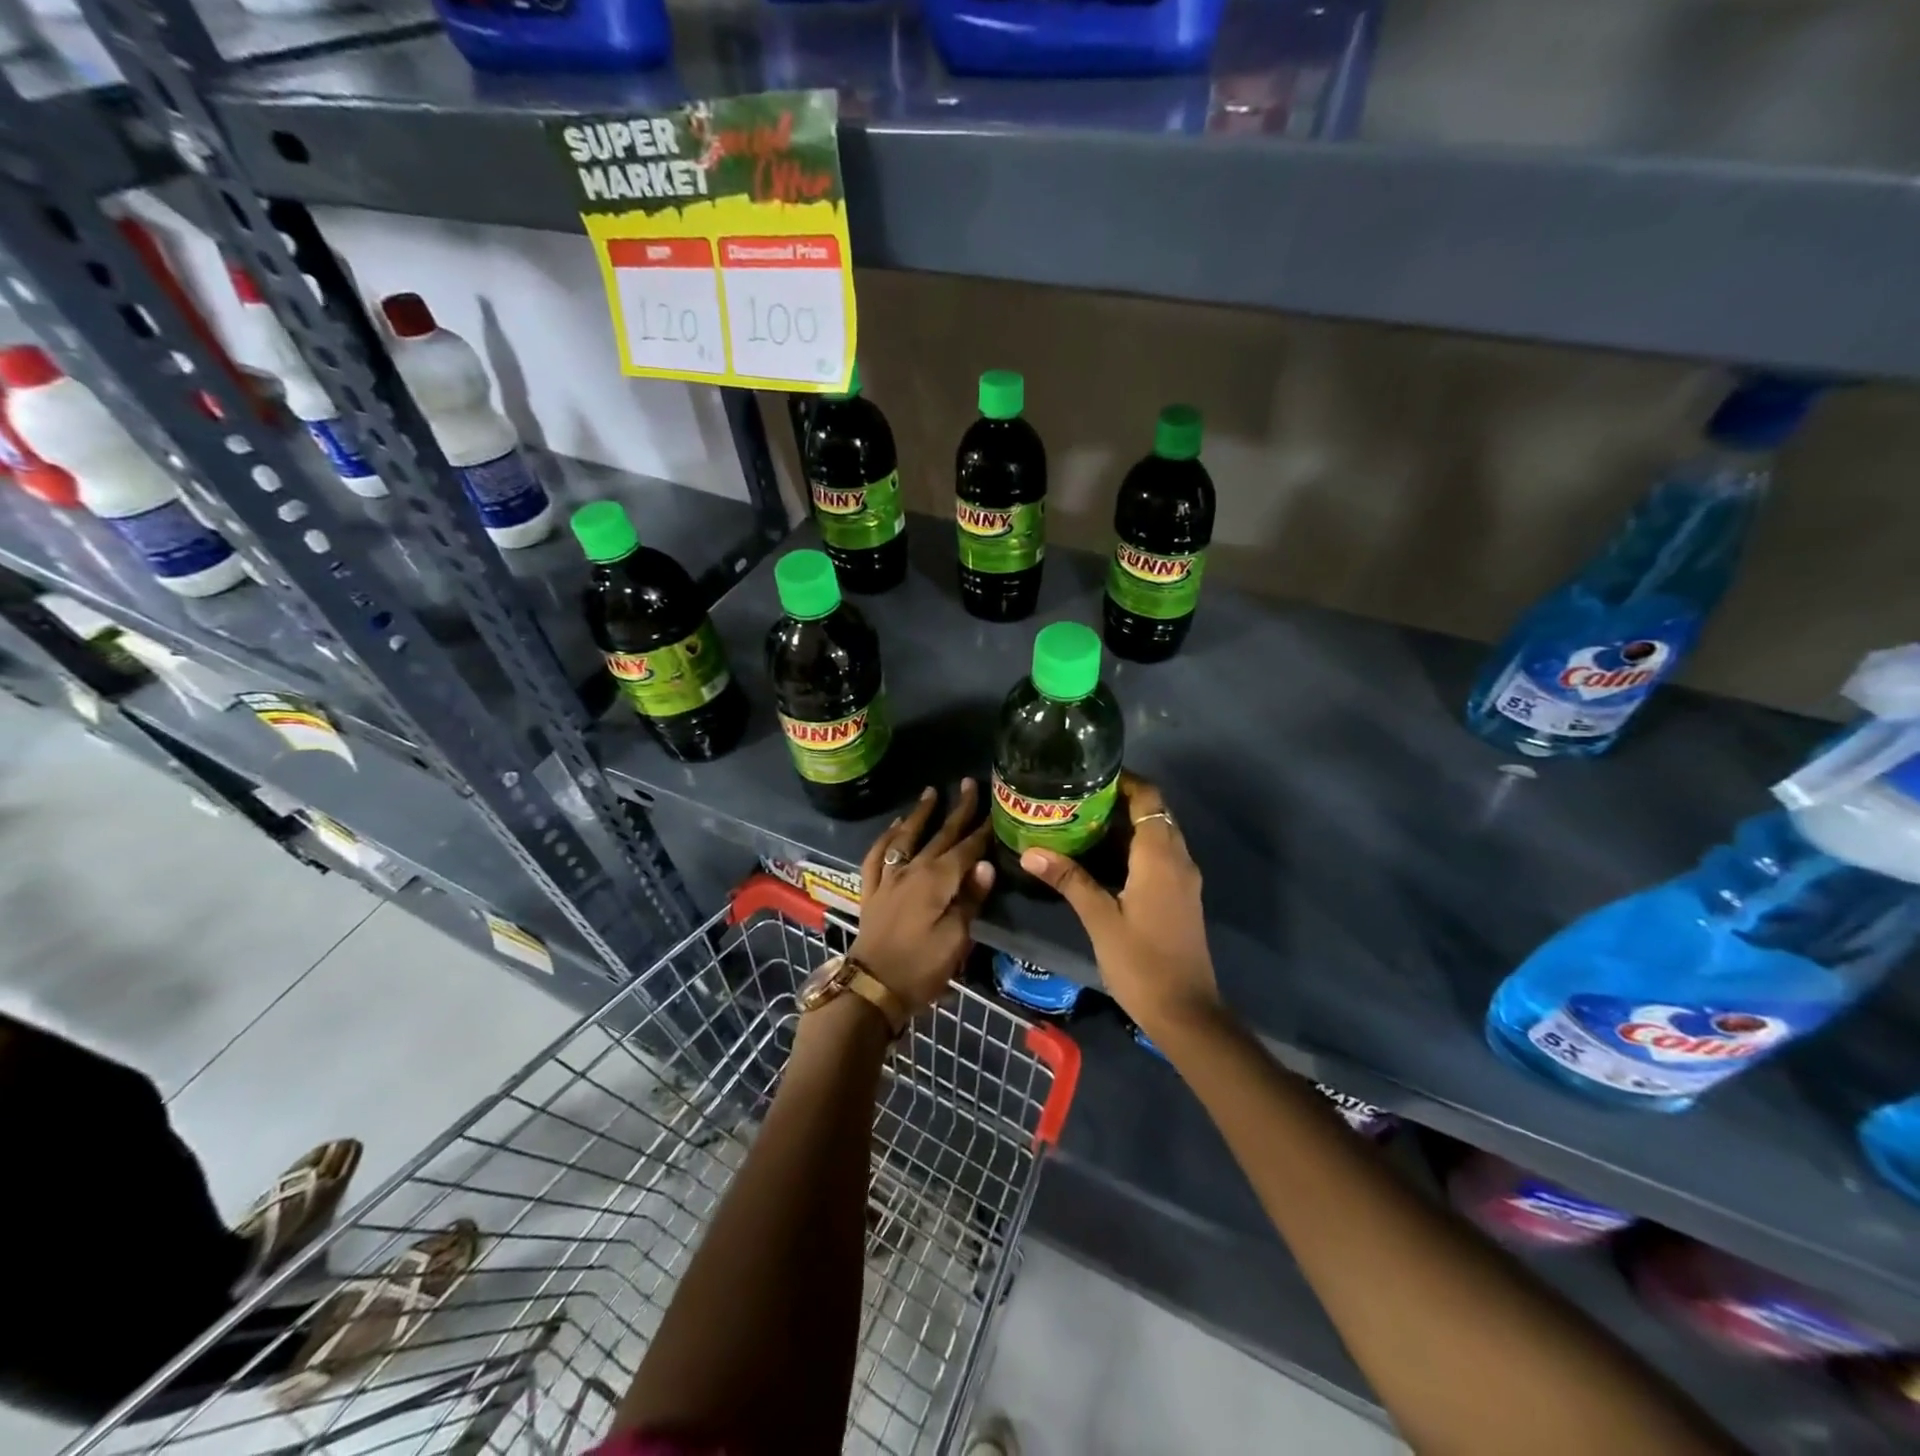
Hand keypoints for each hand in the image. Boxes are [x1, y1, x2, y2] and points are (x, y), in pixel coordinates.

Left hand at [848, 780, 994, 1013]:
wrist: (871, 988)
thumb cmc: (921, 968)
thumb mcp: (955, 940)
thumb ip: (970, 899)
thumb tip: (986, 865)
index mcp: (937, 881)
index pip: (966, 848)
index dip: (982, 830)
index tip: (995, 808)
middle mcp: (912, 870)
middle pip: (940, 835)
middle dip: (957, 810)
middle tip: (968, 784)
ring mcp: (889, 879)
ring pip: (906, 837)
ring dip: (921, 814)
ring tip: (931, 793)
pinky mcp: (872, 891)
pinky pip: (877, 856)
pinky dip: (886, 838)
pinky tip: (894, 828)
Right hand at [1019, 772, 1222, 1041]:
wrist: (1185, 1011)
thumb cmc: (1141, 962)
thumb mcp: (1100, 919)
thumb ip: (1069, 880)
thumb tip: (1030, 851)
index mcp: (1160, 856)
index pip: (1149, 798)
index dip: (1125, 781)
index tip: (1090, 775)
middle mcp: (1178, 858)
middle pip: (1155, 812)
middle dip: (1121, 800)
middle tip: (1079, 798)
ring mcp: (1183, 879)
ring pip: (1159, 834)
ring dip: (1128, 824)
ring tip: (1084, 822)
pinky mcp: (1181, 896)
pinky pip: (1161, 855)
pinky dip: (1136, 846)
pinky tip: (1104, 858)